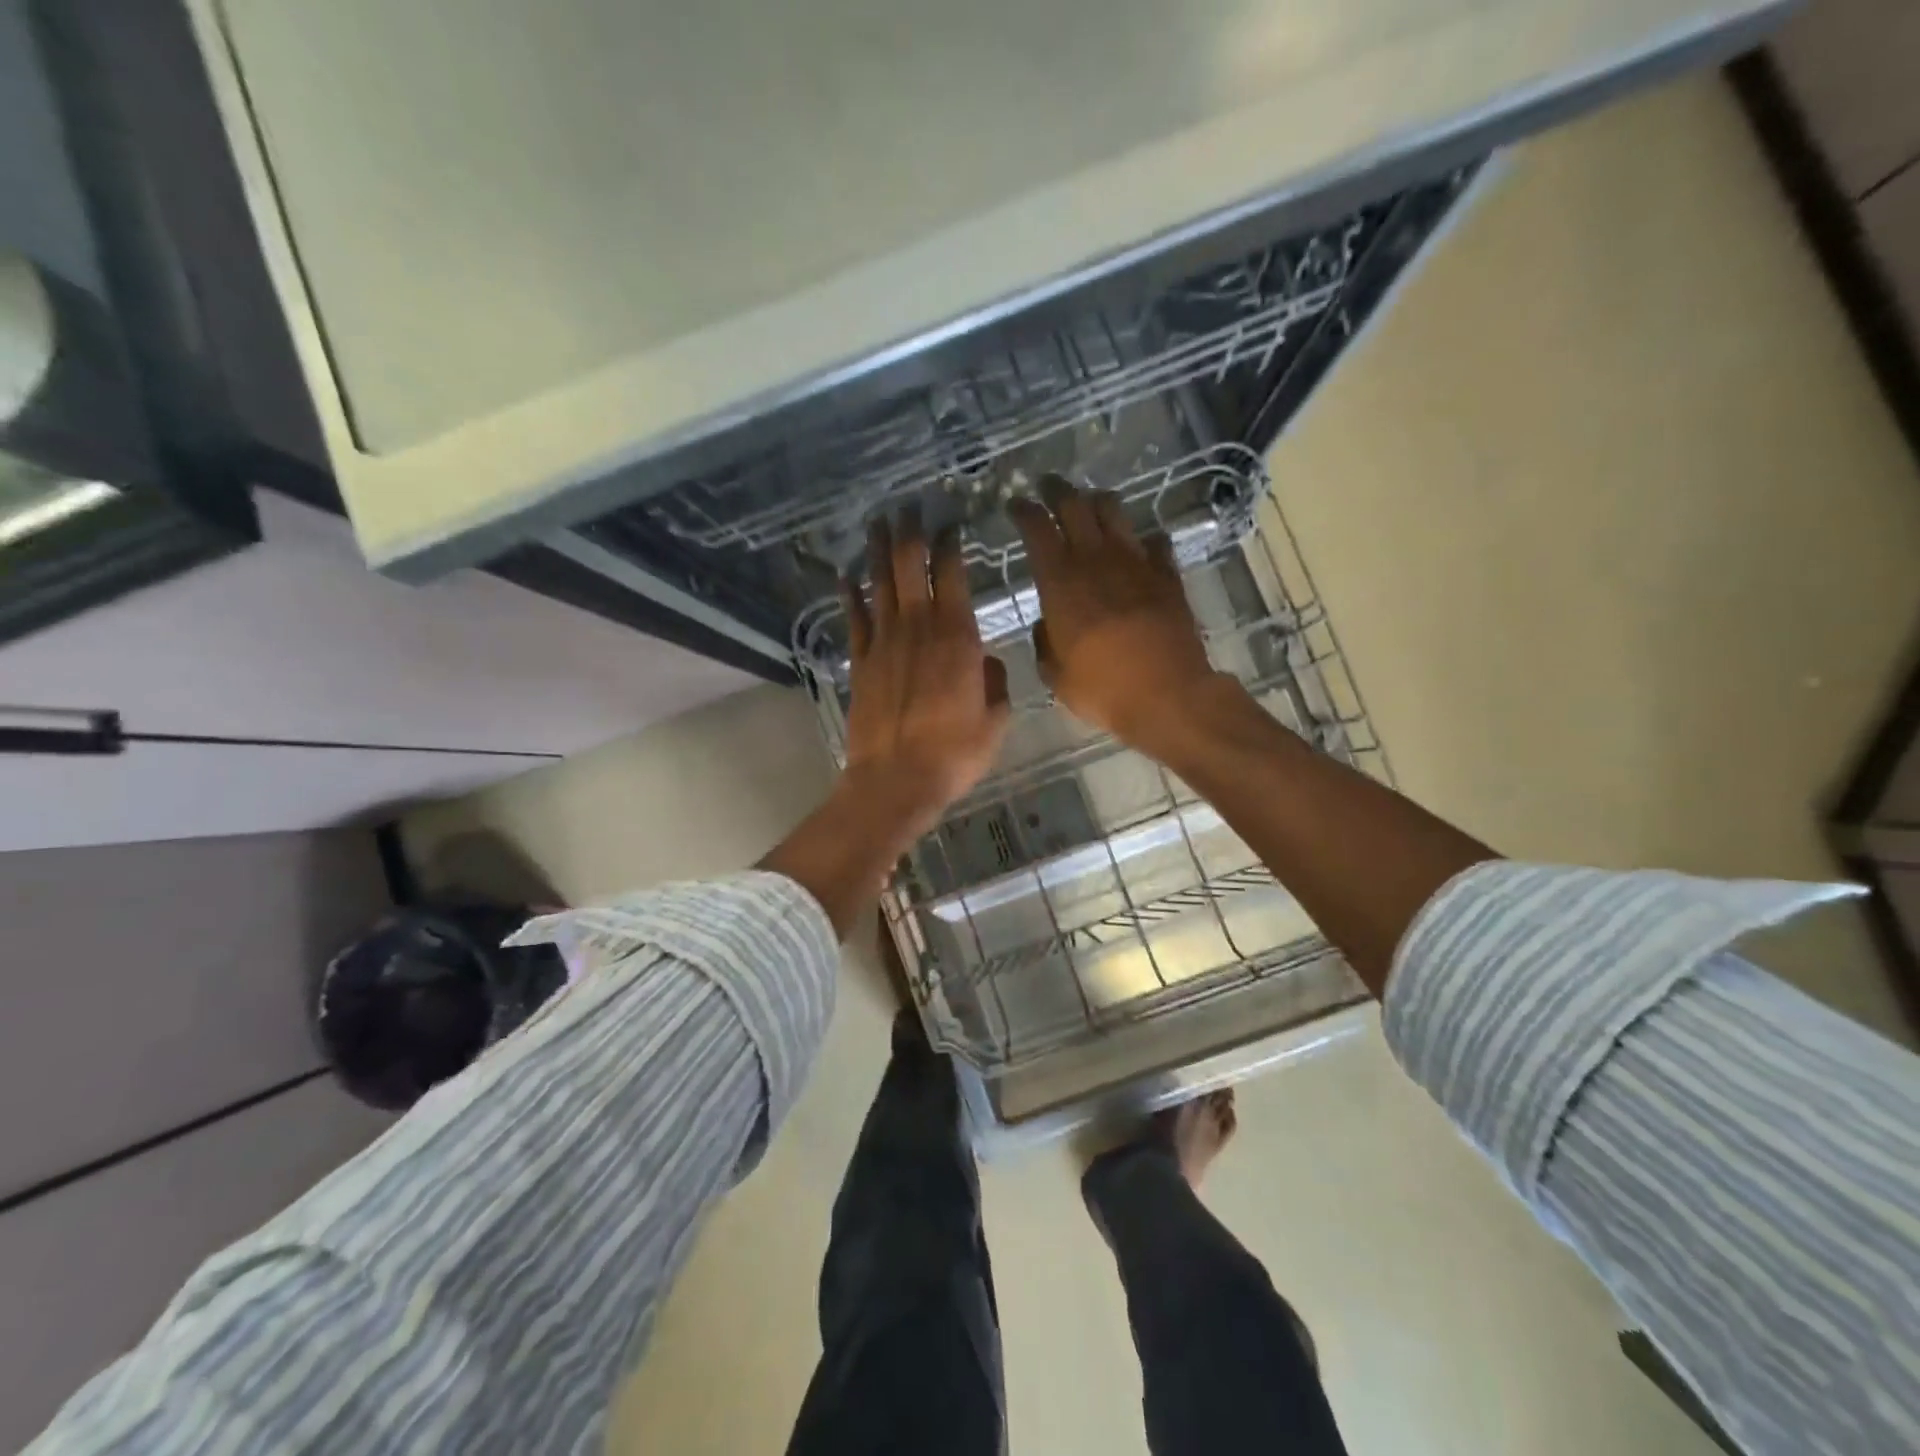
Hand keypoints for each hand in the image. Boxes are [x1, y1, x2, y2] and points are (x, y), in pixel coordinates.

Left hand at [839, 517, 1009, 830]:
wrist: (896, 780)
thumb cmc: (954, 752)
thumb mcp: (995, 720)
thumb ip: (996, 682)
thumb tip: (986, 661)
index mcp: (958, 637)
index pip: (953, 573)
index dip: (951, 543)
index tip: (951, 523)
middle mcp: (919, 627)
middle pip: (910, 565)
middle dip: (911, 532)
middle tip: (910, 507)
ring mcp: (884, 642)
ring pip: (880, 583)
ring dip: (879, 550)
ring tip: (879, 523)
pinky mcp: (860, 661)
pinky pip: (854, 617)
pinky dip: (850, 593)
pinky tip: (846, 574)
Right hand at [1009, 479, 1223, 748]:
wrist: (1168, 695)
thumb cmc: (1103, 689)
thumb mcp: (1055, 675)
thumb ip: (1045, 642)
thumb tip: (1047, 624)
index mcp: (1060, 582)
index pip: (1037, 529)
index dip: (1024, 511)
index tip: (1016, 503)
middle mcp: (1096, 560)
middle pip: (1074, 505)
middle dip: (1057, 490)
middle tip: (1047, 486)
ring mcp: (1136, 563)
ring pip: (1114, 511)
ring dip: (1097, 502)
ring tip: (1089, 504)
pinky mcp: (1167, 575)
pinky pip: (1154, 542)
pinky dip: (1142, 539)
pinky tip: (1139, 546)